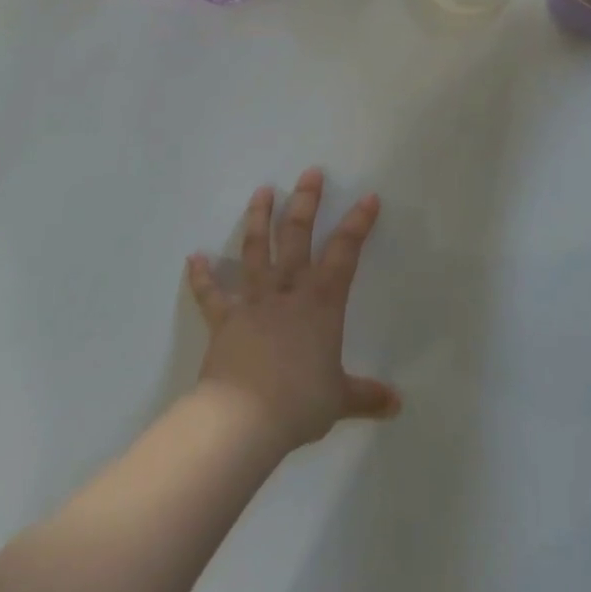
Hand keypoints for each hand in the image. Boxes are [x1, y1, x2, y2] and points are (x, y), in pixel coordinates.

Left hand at [185, 169, 399, 451]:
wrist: (243, 419)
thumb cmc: (299, 403)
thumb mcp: (339, 400)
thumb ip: (366, 396)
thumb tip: (396, 404)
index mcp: (322, 302)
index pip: (345, 252)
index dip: (358, 223)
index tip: (369, 197)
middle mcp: (288, 290)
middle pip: (297, 236)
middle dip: (306, 202)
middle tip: (310, 172)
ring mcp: (254, 301)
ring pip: (256, 250)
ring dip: (259, 218)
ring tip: (261, 190)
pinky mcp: (225, 319)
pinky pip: (211, 294)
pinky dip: (202, 276)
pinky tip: (194, 257)